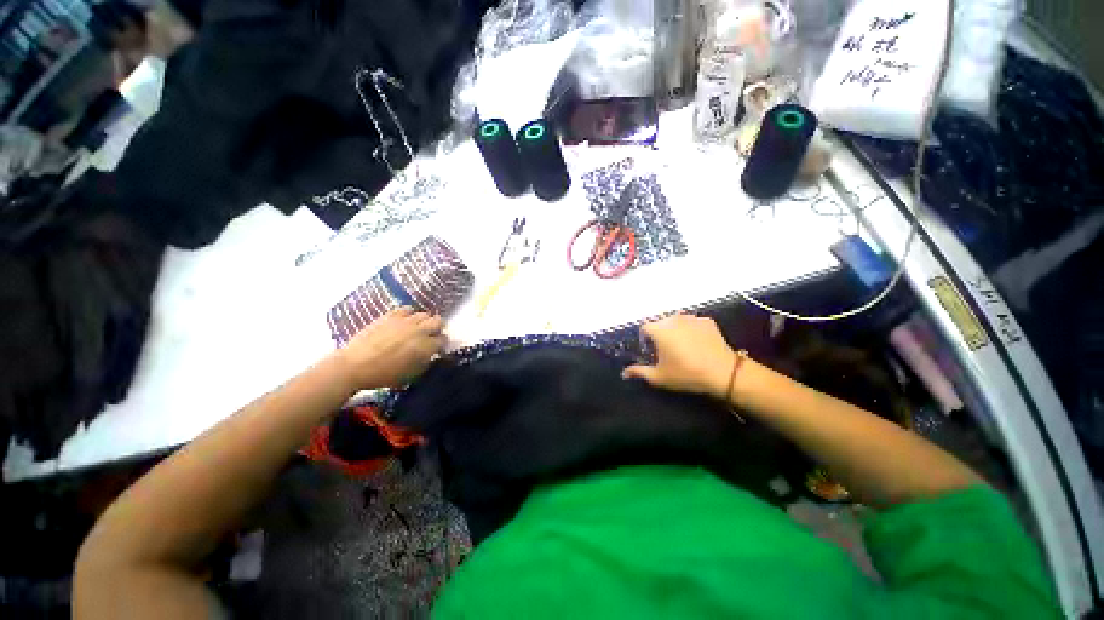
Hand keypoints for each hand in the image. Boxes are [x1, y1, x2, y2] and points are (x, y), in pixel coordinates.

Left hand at [335, 307, 446, 390]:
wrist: (354, 366)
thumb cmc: (384, 375)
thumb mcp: (412, 375)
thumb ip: (426, 362)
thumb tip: (431, 355)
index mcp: (426, 347)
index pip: (444, 339)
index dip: (442, 344)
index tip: (438, 348)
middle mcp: (419, 330)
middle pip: (439, 321)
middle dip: (438, 328)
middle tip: (432, 336)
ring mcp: (405, 321)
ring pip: (424, 314)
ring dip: (424, 321)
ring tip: (418, 328)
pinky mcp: (391, 315)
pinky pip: (407, 309)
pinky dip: (410, 314)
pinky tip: (405, 321)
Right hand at [622, 314, 736, 399]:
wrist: (723, 372)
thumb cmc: (686, 373)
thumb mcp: (659, 376)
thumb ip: (639, 372)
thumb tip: (624, 373)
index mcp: (658, 329)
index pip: (645, 328)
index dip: (645, 339)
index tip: (652, 352)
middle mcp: (673, 318)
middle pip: (660, 323)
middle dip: (661, 334)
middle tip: (668, 352)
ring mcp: (691, 318)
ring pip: (677, 322)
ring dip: (676, 331)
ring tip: (684, 348)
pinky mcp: (707, 320)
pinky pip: (693, 323)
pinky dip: (692, 330)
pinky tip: (698, 344)